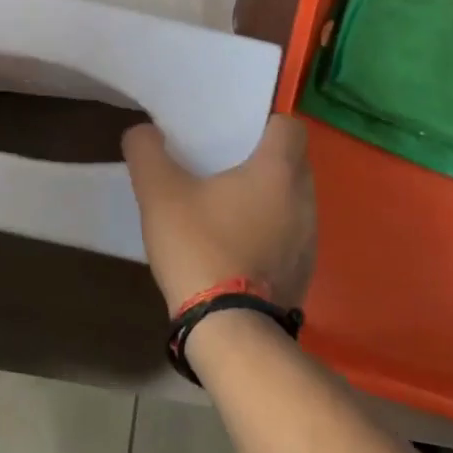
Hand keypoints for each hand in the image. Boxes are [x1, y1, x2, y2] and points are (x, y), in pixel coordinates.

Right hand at [122, 114, 317, 315]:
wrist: (228, 329)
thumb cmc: (199, 247)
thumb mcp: (159, 193)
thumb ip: (146, 152)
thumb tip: (143, 131)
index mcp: (278, 171)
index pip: (289, 126)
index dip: (264, 123)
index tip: (233, 132)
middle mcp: (304, 200)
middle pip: (292, 162)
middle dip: (262, 160)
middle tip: (223, 164)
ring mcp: (309, 240)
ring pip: (292, 201)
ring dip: (267, 198)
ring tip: (227, 206)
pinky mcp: (304, 273)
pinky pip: (290, 236)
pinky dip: (269, 232)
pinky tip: (235, 246)